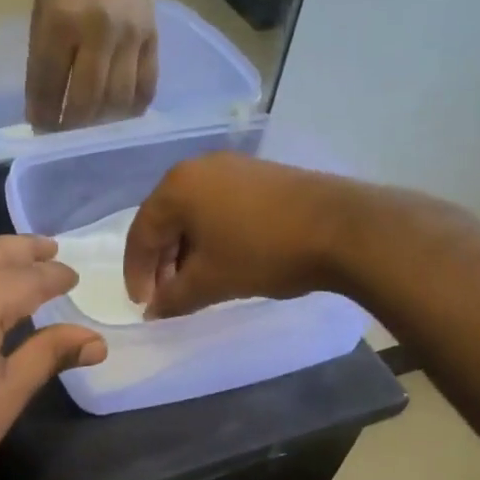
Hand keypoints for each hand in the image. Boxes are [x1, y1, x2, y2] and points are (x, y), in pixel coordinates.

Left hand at [26, 0, 156, 130]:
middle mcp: (99, 30)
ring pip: (118, 99)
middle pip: (86, 100)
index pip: (50, 85)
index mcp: (61, 24)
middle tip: (64, 135)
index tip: (40, 130)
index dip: (43, 115)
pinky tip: (121, 116)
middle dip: (71, 126)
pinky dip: (132, 108)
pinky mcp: (152, 35)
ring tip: (90, 128)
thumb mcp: (41, 19)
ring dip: (101, 122)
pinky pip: (147, 85)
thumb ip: (43, 65)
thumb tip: (44, 114)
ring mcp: (130, 34)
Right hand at [124, 154, 362, 317]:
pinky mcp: (259, 175)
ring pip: (193, 214)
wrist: (342, 228)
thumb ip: (173, 298)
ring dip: (187, 251)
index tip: (144, 306)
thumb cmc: (263, 253)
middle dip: (162, 262)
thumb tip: (153, 312)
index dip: (137, 274)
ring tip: (195, 283)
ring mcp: (231, 167)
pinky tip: (223, 260)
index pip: (141, 234)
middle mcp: (198, 168)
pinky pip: (219, 207)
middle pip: (165, 221)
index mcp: (176, 187)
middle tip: (168, 296)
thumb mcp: (211, 282)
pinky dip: (212, 236)